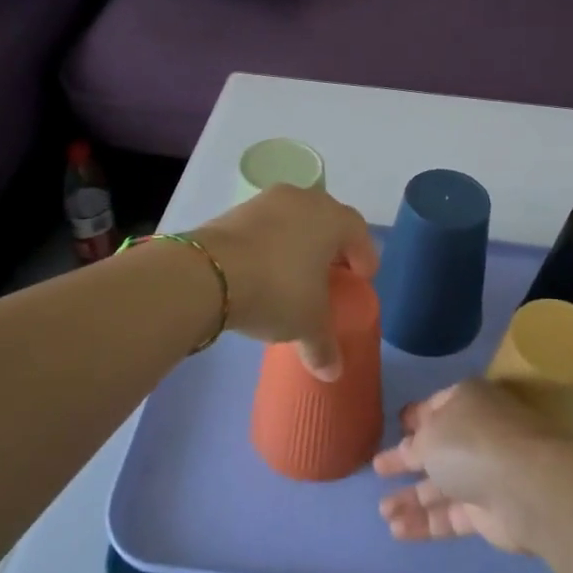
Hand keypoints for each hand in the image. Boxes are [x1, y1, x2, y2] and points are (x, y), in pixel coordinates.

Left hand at [191, 185, 377, 380]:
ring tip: (293, 275)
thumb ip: (324, 346)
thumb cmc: (277, 290)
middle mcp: (304, 200)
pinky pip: (265, 227)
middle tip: (330, 277)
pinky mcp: (236, 210)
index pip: (359, 233)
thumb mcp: (307, 324)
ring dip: (299, 244)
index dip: (364, 259)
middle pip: (327, 222)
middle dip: (331, 249)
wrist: (208, 273)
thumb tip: (332, 373)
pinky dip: (270, 245)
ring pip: (294, 221)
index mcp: (333, 218)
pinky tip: (262, 271)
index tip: (360, 281)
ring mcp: (267, 201)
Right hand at [373, 381, 572, 553]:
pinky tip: (397, 530)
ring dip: (412, 497)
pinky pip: (450, 514)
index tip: (396, 425)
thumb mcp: (430, 435)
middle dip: (407, 460)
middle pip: (437, 447)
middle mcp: (478, 433)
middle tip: (378, 469)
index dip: (416, 417)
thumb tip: (410, 449)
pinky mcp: (488, 512)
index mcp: (468, 401)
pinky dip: (425, 521)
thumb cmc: (473, 443)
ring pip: (442, 485)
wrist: (527, 487)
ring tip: (382, 511)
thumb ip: (414, 445)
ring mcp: (485, 473)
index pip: (436, 407)